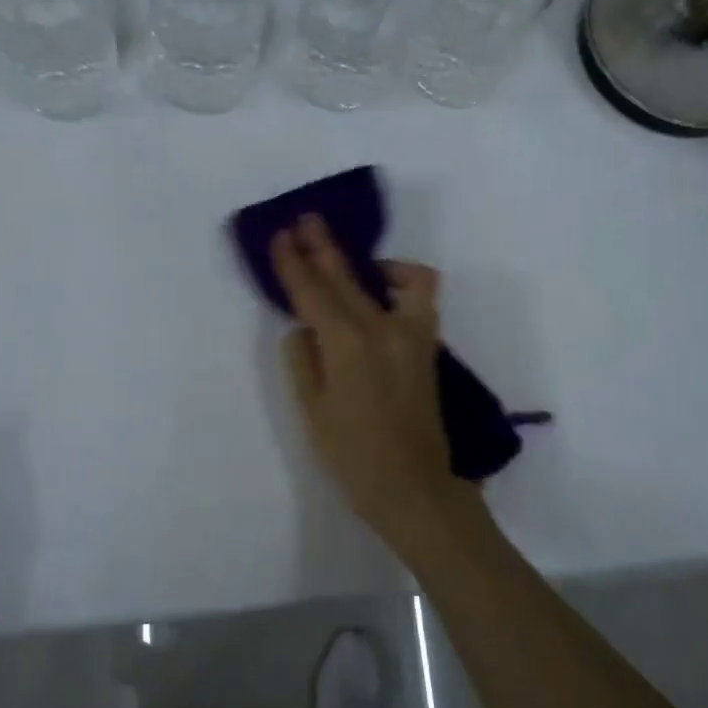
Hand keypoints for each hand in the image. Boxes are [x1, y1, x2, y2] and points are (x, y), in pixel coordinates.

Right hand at [270, 215, 471, 547]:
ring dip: (361, 260)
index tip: (281, 236)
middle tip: (305, 221)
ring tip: (343, 257)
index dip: (293, 263)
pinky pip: (419, 296)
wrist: (413, 486)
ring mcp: (411, 334)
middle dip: (322, 247)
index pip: (312, 293)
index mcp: (347, 345)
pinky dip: (403, 281)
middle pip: (346, 278)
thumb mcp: (312, 411)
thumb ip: (303, 360)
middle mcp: (381, 328)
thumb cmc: (353, 456)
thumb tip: (302, 328)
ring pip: (386, 279)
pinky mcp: (426, 344)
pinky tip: (383, 287)